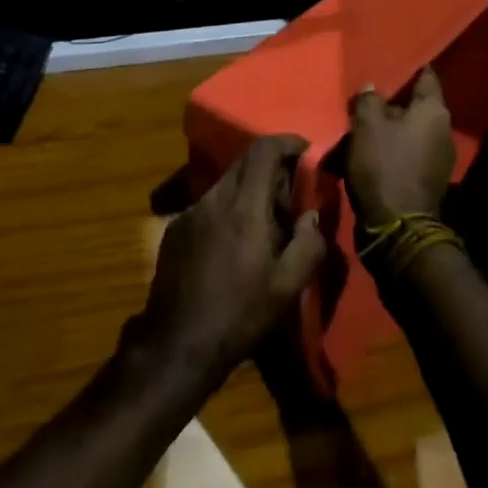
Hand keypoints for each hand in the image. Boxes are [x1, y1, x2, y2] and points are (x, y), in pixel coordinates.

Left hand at [134, 136, 326, 381]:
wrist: (177, 345)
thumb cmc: (240, 315)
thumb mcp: (288, 286)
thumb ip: (309, 242)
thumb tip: (311, 213)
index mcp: (244, 206)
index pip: (264, 149)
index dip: (288, 142)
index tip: (307, 154)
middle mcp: (215, 198)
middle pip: (245, 162)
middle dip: (272, 169)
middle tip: (291, 198)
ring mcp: (191, 212)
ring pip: (227, 183)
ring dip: (250, 191)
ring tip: (264, 227)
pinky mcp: (176, 228)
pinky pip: (209, 204)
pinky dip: (229, 210)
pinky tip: (233, 247)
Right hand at [346, 67, 456, 228]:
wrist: (397, 226)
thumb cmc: (383, 165)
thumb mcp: (366, 125)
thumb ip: (368, 100)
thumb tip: (372, 88)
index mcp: (434, 111)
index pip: (426, 77)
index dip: (410, 69)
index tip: (392, 64)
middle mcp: (444, 130)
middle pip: (415, 107)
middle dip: (392, 105)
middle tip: (367, 103)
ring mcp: (440, 158)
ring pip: (410, 132)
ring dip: (390, 131)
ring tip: (363, 132)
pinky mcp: (429, 180)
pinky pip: (408, 155)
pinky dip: (392, 152)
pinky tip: (371, 156)